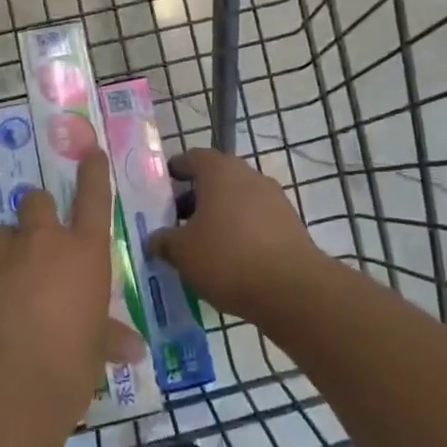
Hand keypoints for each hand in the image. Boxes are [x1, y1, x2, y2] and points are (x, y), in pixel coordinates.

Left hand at [0, 148, 145, 437]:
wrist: (1, 393)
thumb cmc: (67, 369)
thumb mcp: (93, 352)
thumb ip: (108, 338)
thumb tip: (133, 350)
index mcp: (83, 253)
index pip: (93, 197)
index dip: (92, 172)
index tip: (89, 152)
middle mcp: (40, 243)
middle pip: (35, 201)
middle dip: (37, 213)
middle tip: (39, 242)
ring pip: (1, 235)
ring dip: (8, 252)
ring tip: (8, 286)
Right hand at [146, 149, 326, 320]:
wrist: (291, 288)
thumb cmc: (227, 257)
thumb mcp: (182, 252)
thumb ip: (164, 241)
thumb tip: (155, 239)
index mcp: (220, 171)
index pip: (193, 158)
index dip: (175, 170)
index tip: (162, 187)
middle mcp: (249, 176)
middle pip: (217, 179)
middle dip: (196, 197)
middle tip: (177, 221)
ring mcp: (274, 198)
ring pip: (237, 200)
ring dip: (219, 215)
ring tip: (202, 244)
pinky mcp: (290, 223)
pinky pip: (256, 220)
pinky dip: (240, 231)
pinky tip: (230, 258)